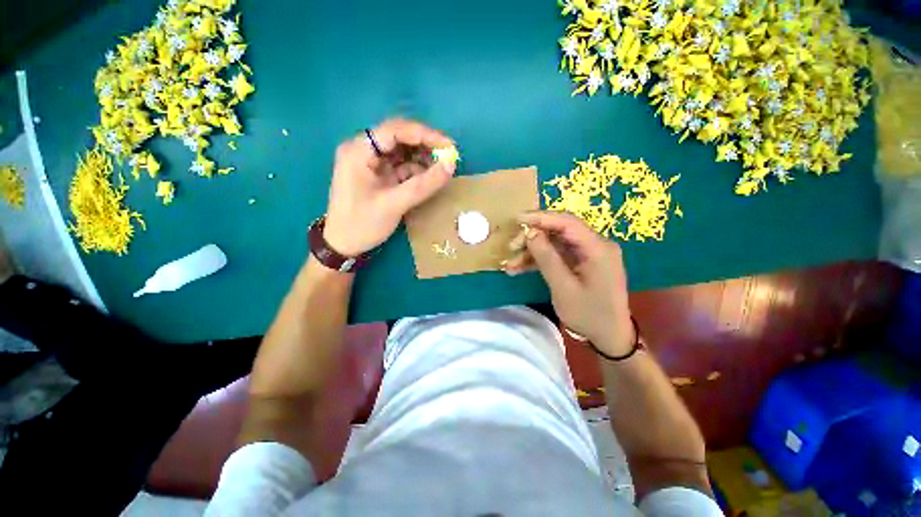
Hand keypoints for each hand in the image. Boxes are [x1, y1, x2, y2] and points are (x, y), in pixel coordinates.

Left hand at [323, 119, 456, 255]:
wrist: (343, 245)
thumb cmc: (362, 224)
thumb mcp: (395, 204)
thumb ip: (424, 184)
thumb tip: (451, 165)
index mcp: (359, 151)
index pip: (395, 130)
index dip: (424, 135)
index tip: (449, 146)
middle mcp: (362, 150)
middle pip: (399, 137)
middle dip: (425, 145)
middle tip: (448, 157)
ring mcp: (369, 162)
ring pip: (401, 151)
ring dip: (422, 158)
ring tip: (442, 168)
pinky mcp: (377, 174)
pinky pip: (400, 165)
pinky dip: (416, 170)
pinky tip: (429, 177)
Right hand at [505, 211, 633, 355]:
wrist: (609, 336)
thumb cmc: (589, 314)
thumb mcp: (563, 287)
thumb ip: (547, 258)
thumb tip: (530, 233)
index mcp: (597, 248)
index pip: (567, 222)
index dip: (540, 217)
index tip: (517, 219)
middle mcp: (595, 245)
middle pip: (558, 231)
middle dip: (532, 238)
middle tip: (511, 248)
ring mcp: (587, 254)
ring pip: (554, 244)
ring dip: (531, 252)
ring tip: (510, 265)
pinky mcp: (581, 263)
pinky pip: (557, 256)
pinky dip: (539, 261)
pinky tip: (520, 269)